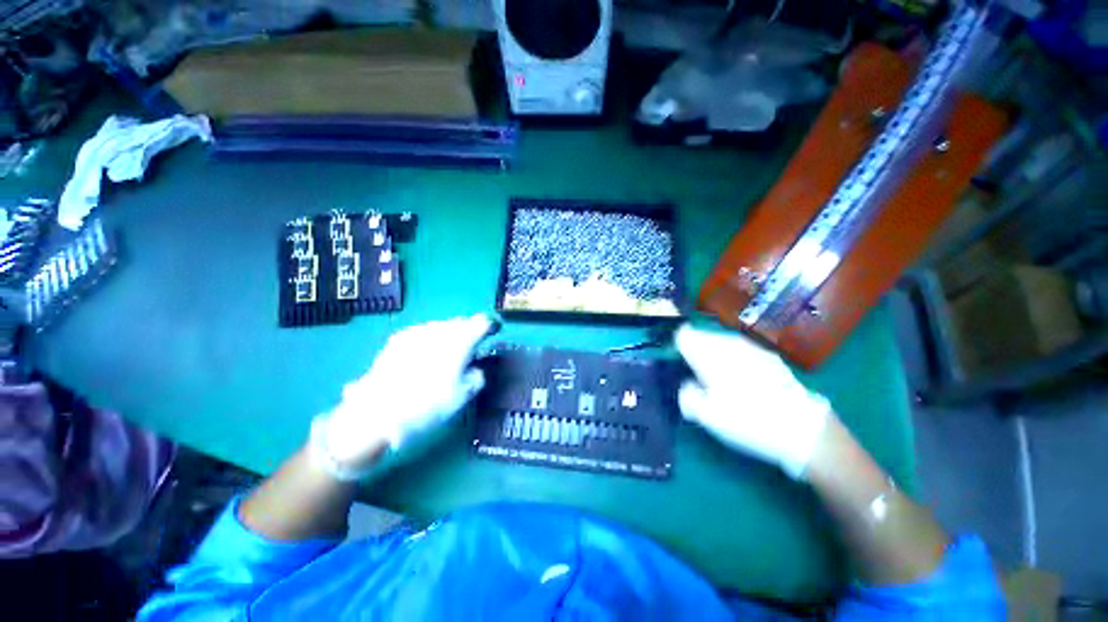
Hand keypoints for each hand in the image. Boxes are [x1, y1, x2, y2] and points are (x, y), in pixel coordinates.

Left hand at [310, 313, 492, 479]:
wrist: (376, 410)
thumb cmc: (427, 403)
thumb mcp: (463, 395)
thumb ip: (477, 376)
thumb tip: (474, 368)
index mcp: (460, 339)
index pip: (482, 321)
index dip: (491, 325)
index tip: (494, 332)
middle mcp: (440, 329)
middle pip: (462, 323)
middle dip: (470, 332)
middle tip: (471, 349)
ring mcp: (418, 331)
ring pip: (443, 327)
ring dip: (450, 336)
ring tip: (446, 356)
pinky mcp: (399, 337)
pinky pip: (424, 333)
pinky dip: (431, 341)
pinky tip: (425, 358)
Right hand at [675, 324, 831, 479]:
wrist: (802, 429)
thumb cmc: (746, 421)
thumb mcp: (705, 416)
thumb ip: (686, 394)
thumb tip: (688, 385)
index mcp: (708, 354)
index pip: (683, 335)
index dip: (679, 347)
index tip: (682, 364)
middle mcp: (728, 344)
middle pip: (702, 336)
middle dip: (697, 350)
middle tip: (700, 377)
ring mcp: (751, 347)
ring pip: (722, 341)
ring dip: (716, 354)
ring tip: (722, 380)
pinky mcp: (769, 356)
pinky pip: (741, 350)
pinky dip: (736, 359)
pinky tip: (745, 381)